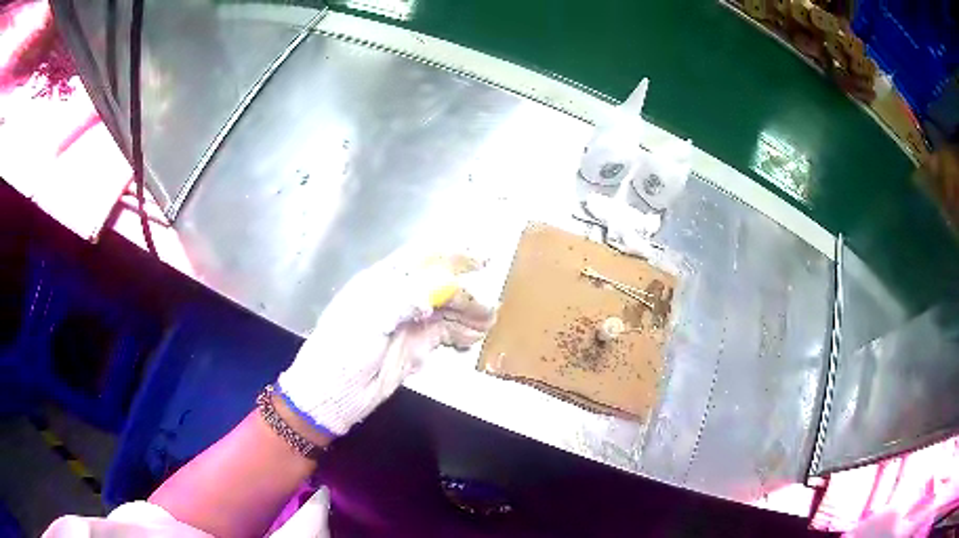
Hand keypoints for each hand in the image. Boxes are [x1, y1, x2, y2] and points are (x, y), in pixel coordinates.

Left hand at [276, 249, 496, 435]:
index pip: (423, 259)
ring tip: (489, 322)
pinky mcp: (415, 346)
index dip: (452, 256)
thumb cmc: (344, 349)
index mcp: (383, 282)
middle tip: (490, 305)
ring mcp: (408, 322)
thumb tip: (446, 285)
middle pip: (440, 286)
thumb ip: (408, 297)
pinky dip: (461, 334)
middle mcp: (399, 297)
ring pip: (445, 311)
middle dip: (466, 293)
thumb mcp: (371, 318)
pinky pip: (444, 333)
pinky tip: (473, 338)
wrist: (334, 392)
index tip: (483, 260)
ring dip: (468, 314)